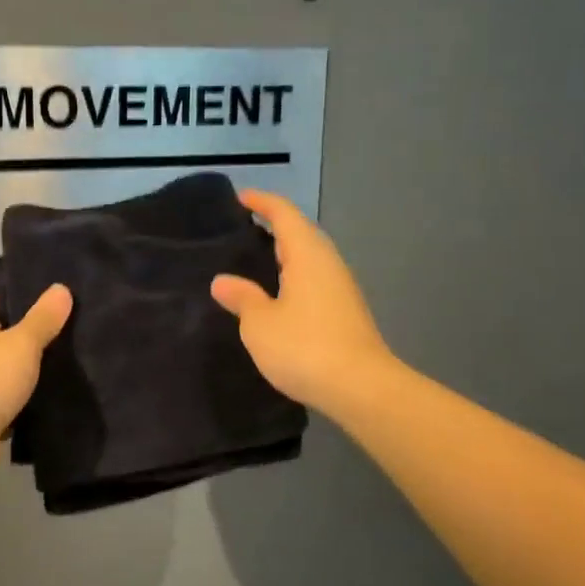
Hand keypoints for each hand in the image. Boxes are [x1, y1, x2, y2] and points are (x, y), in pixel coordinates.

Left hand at [0, 286, 72, 479]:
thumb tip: (61, 288)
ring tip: (73, 364)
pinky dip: (25, 398)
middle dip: (37, 337)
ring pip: (8, 368)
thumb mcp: (21, 343)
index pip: (2, 299)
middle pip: (6, 334)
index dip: (31, 299)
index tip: (65, 303)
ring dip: (32, 371)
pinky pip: (6, 397)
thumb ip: (43, 318)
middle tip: (76, 333)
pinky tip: (54, 396)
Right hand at [211, 191, 393, 416]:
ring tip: (254, 261)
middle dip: (273, 226)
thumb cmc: (305, 347)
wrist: (361, 388)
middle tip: (241, 230)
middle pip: (300, 233)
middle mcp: (328, 264)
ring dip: (284, 253)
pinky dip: (293, 276)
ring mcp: (341, 288)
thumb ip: (242, 298)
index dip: (262, 202)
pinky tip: (277, 295)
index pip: (284, 214)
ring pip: (309, 258)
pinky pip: (314, 280)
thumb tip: (223, 281)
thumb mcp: (260, 323)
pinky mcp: (345, 312)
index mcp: (307, 255)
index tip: (239, 197)